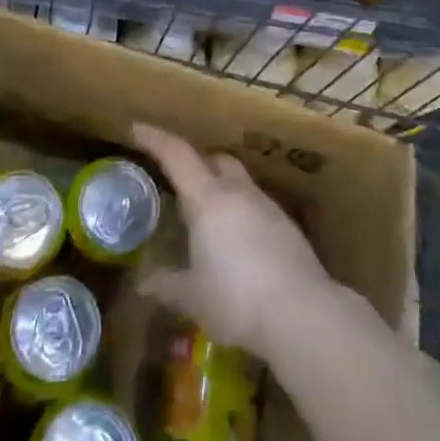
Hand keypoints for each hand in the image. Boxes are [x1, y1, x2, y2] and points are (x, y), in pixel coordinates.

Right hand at [132, 123, 333, 359]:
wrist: (302, 312)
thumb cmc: (237, 299)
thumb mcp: (193, 297)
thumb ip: (166, 285)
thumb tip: (143, 283)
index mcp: (208, 200)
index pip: (177, 155)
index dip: (156, 139)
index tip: (137, 128)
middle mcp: (238, 192)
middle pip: (215, 160)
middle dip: (196, 163)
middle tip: (179, 181)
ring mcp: (266, 206)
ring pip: (238, 181)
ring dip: (221, 188)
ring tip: (208, 218)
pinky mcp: (287, 225)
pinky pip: (256, 205)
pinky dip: (241, 212)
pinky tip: (238, 242)